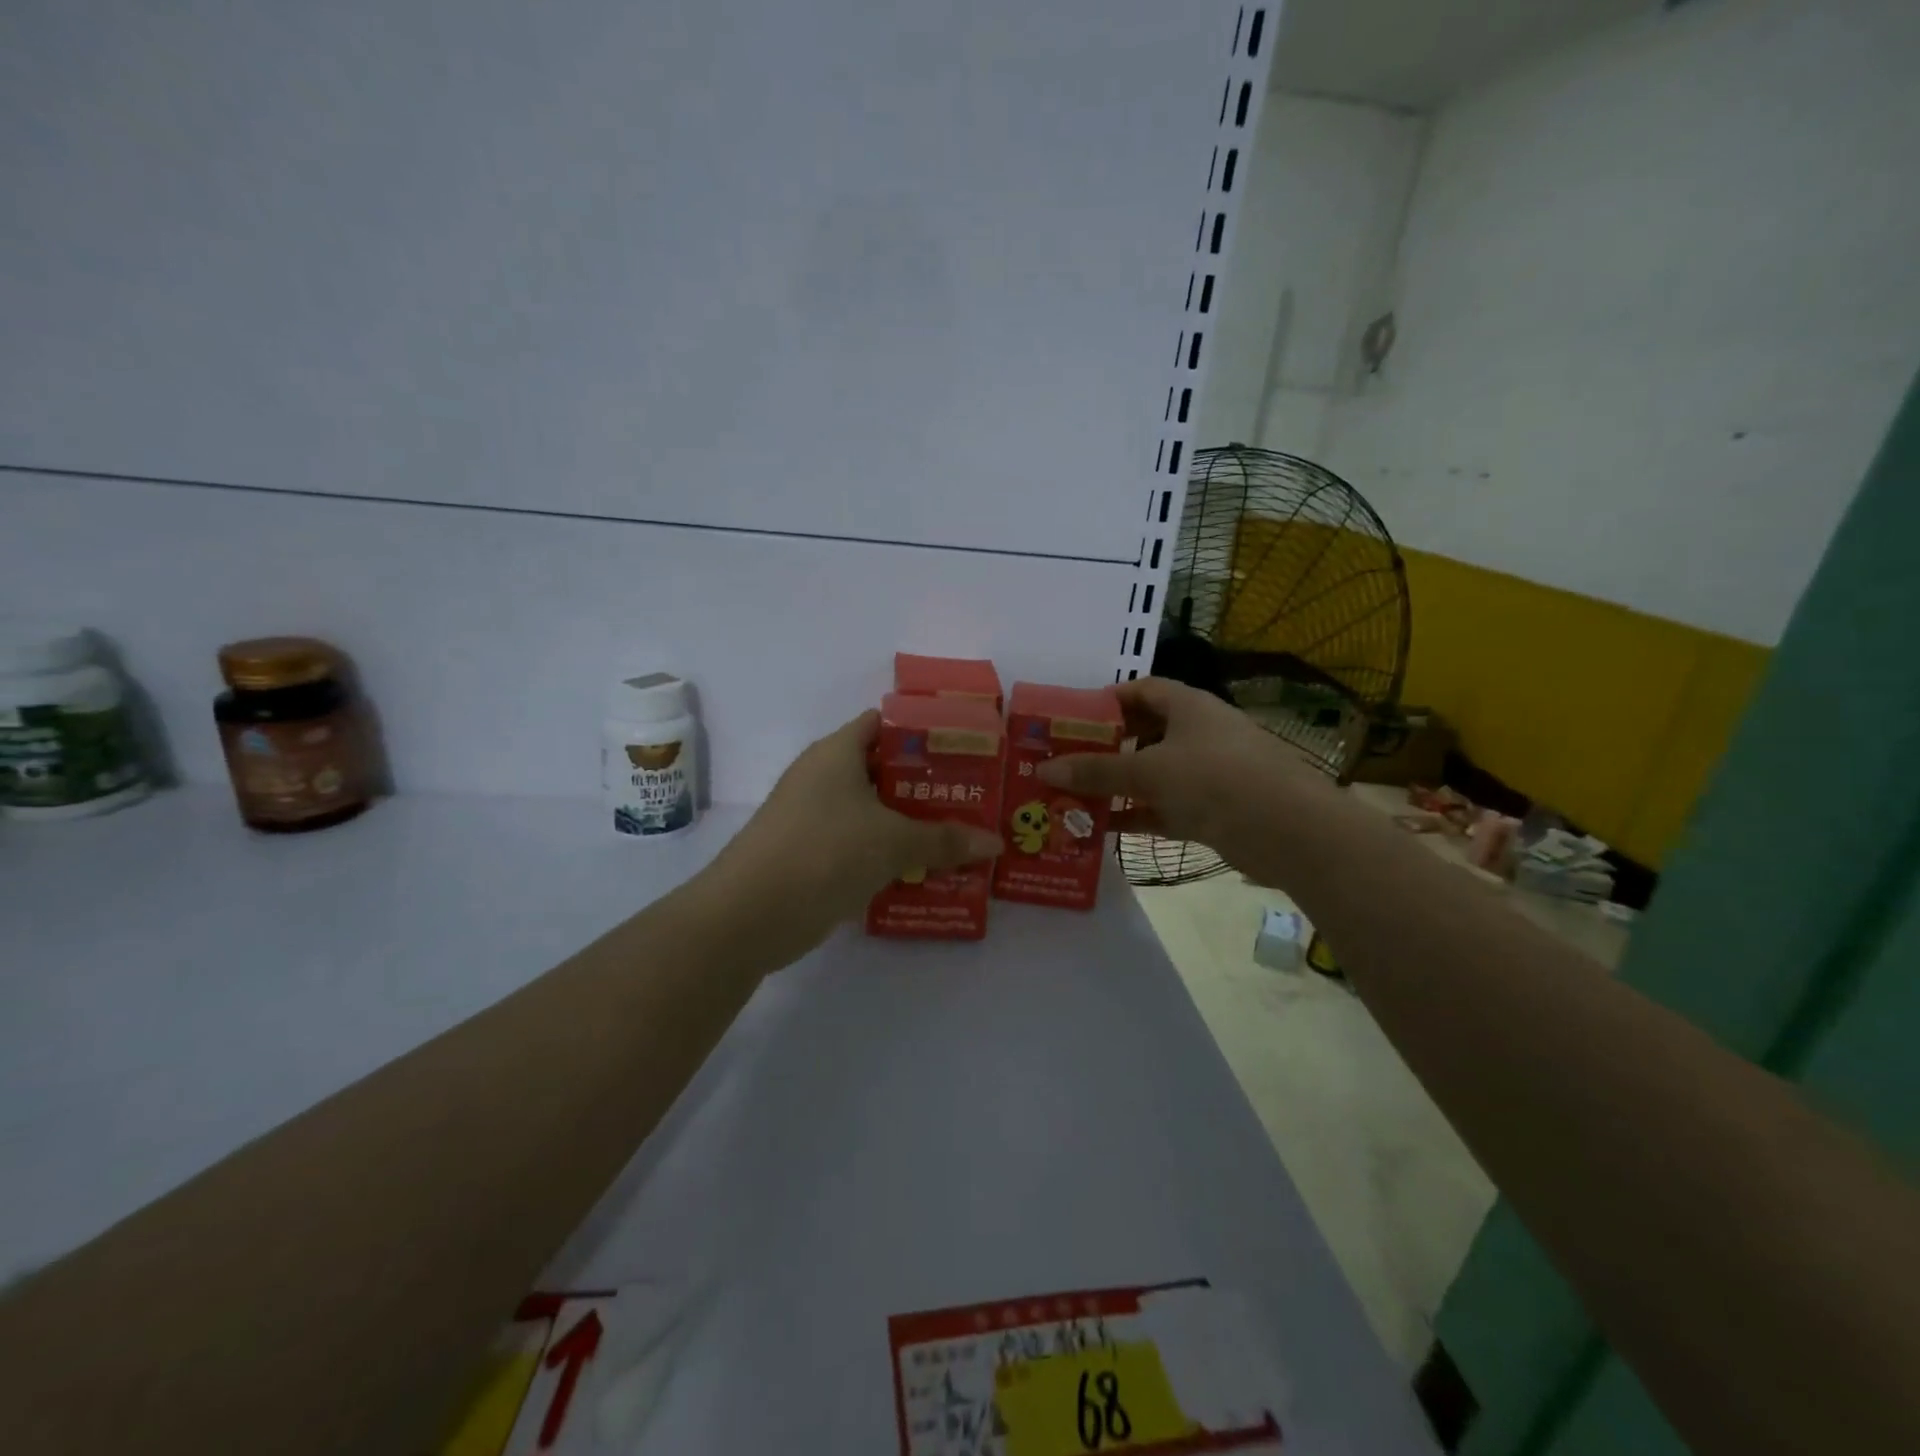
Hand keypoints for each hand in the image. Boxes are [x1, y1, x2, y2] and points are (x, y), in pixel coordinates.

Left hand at [704, 711, 1002, 960]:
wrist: (748, 916)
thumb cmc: (824, 854)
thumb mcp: (892, 843)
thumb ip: (945, 840)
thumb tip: (995, 842)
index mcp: (837, 753)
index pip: (884, 724)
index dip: (924, 731)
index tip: (965, 747)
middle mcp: (822, 777)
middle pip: (883, 770)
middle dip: (927, 784)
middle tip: (973, 796)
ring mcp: (812, 817)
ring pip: (872, 810)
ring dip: (910, 823)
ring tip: (958, 834)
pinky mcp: (809, 854)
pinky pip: (858, 843)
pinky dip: (887, 852)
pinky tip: (922, 869)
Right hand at [1037, 677, 1331, 882]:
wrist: (1289, 831)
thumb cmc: (1215, 780)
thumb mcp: (1149, 771)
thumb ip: (1096, 771)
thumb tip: (1045, 769)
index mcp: (1188, 707)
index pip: (1141, 690)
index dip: (1107, 700)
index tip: (1072, 718)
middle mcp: (1198, 734)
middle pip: (1144, 733)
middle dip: (1106, 747)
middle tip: (1066, 760)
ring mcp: (1207, 773)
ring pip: (1152, 774)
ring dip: (1117, 785)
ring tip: (1073, 795)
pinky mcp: (1213, 810)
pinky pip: (1164, 807)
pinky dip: (1136, 814)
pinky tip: (1101, 827)